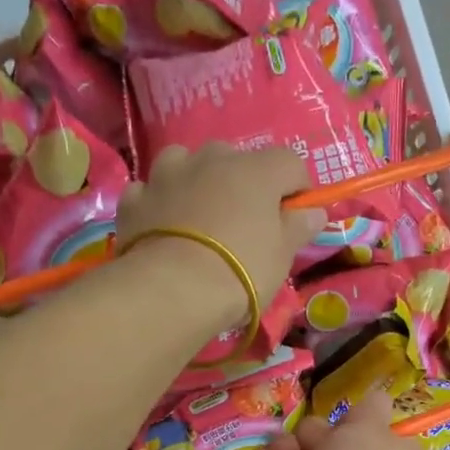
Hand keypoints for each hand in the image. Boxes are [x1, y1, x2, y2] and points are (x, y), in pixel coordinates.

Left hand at [117, 143, 327, 317]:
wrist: (173, 290)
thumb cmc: (241, 270)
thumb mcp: (282, 256)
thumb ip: (299, 228)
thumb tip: (314, 211)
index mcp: (256, 170)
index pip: (290, 163)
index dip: (297, 189)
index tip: (294, 219)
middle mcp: (211, 159)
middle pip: (236, 159)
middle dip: (242, 184)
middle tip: (244, 224)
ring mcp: (168, 175)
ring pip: (187, 164)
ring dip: (196, 182)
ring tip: (198, 218)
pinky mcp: (135, 199)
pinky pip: (152, 191)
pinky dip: (160, 204)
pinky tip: (162, 228)